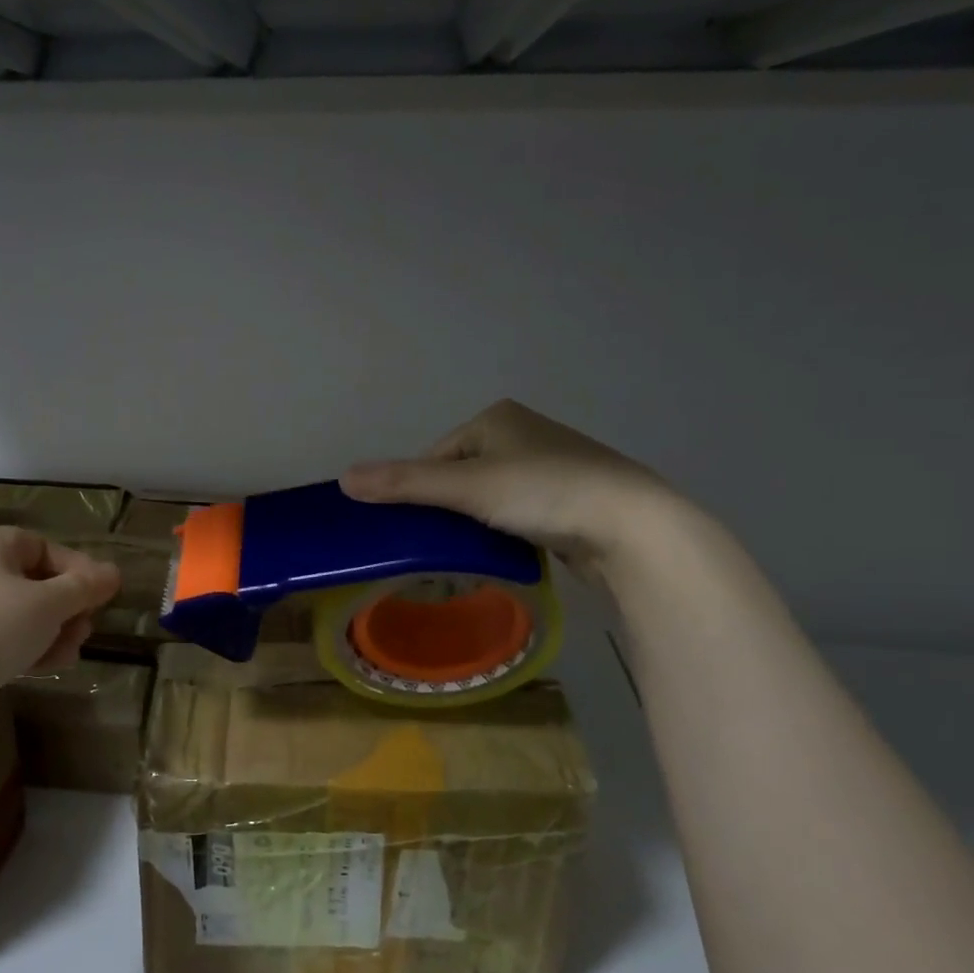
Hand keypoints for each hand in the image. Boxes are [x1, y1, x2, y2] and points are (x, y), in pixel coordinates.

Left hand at [0, 527, 120, 729]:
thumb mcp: (50, 603)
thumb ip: (85, 587)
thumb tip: (114, 573)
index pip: (44, 546)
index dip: (78, 569)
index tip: (102, 596)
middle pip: (34, 582)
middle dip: (67, 608)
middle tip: (85, 629)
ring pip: (21, 614)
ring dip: (53, 632)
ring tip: (69, 653)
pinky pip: (1, 639)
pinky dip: (27, 649)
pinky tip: (47, 667)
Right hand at [341, 399, 680, 588]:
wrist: (631, 525)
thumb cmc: (543, 492)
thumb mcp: (466, 486)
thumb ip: (404, 483)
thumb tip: (343, 479)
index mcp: (496, 418)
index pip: (435, 456)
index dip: (419, 492)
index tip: (415, 528)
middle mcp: (524, 434)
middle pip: (460, 478)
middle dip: (448, 510)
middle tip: (440, 546)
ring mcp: (551, 466)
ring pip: (489, 498)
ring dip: (475, 525)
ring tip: (472, 554)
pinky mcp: (570, 498)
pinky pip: (518, 514)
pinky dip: (505, 532)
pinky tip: (506, 554)